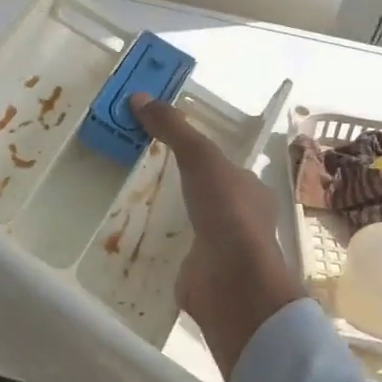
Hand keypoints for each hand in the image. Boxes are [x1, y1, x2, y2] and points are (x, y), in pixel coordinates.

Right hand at [129, 93, 305, 377]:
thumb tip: (139, 97)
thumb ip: (174, 129)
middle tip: (142, 170)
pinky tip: (134, 238)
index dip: (198, 153)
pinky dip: (159, 246)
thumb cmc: (227, 212)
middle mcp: (241, 219)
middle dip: (182, 186)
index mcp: (250, 189)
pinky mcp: (200, 274)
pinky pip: (176, 253)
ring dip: (169, 216)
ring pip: (192, 224)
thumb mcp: (201, 158)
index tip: (165, 143)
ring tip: (131, 202)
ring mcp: (221, 250)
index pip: (224, 165)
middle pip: (207, 194)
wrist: (233, 284)